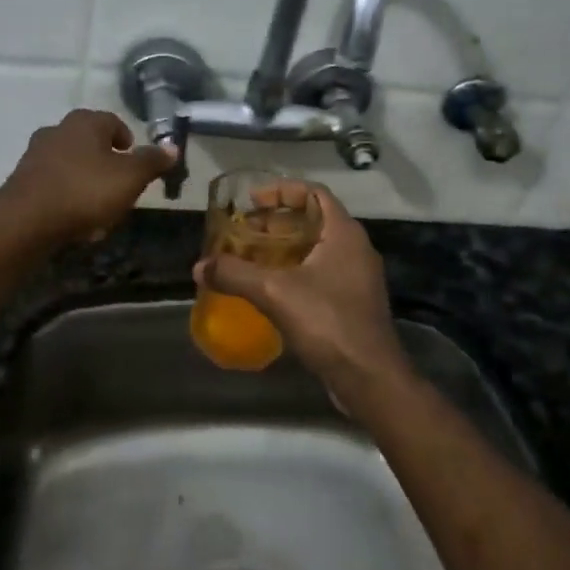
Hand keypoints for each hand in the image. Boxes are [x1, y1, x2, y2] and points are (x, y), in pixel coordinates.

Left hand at [0, 109, 175, 246]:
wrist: (25, 221)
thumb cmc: (85, 191)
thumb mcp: (130, 178)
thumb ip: (152, 161)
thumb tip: (172, 146)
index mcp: (85, 122)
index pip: (113, 122)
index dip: (127, 139)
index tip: (135, 160)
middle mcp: (58, 130)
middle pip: (90, 142)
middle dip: (106, 162)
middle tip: (120, 185)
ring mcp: (36, 154)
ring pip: (71, 164)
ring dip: (86, 181)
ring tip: (99, 209)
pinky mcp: (22, 180)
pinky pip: (54, 184)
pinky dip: (67, 196)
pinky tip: (75, 220)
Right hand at [192, 184, 409, 406]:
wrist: (370, 379)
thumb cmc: (328, 322)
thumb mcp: (274, 292)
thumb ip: (235, 274)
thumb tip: (199, 267)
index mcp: (344, 233)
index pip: (314, 193)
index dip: (282, 191)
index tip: (252, 201)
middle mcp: (355, 248)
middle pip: (313, 220)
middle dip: (276, 222)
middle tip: (243, 232)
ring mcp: (357, 277)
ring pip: (316, 248)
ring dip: (284, 248)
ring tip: (250, 257)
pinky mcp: (353, 303)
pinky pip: (320, 272)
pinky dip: (294, 271)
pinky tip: (269, 288)